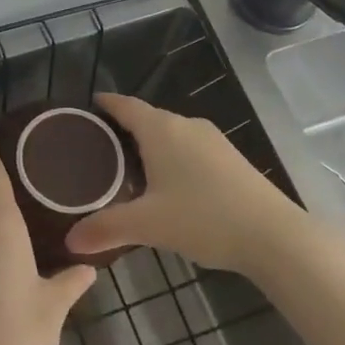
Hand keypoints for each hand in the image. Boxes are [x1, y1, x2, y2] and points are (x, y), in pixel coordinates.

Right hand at [66, 94, 305, 275]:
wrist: (274, 236)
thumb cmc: (203, 218)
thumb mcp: (147, 225)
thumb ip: (105, 229)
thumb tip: (70, 241)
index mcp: (161, 129)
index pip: (125, 105)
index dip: (105, 104)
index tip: (86, 108)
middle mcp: (186, 125)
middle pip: (147, 118)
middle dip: (123, 128)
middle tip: (97, 148)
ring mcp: (213, 141)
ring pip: (171, 134)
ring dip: (149, 145)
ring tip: (127, 168)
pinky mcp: (231, 159)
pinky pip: (190, 148)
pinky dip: (171, 157)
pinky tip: (167, 185)